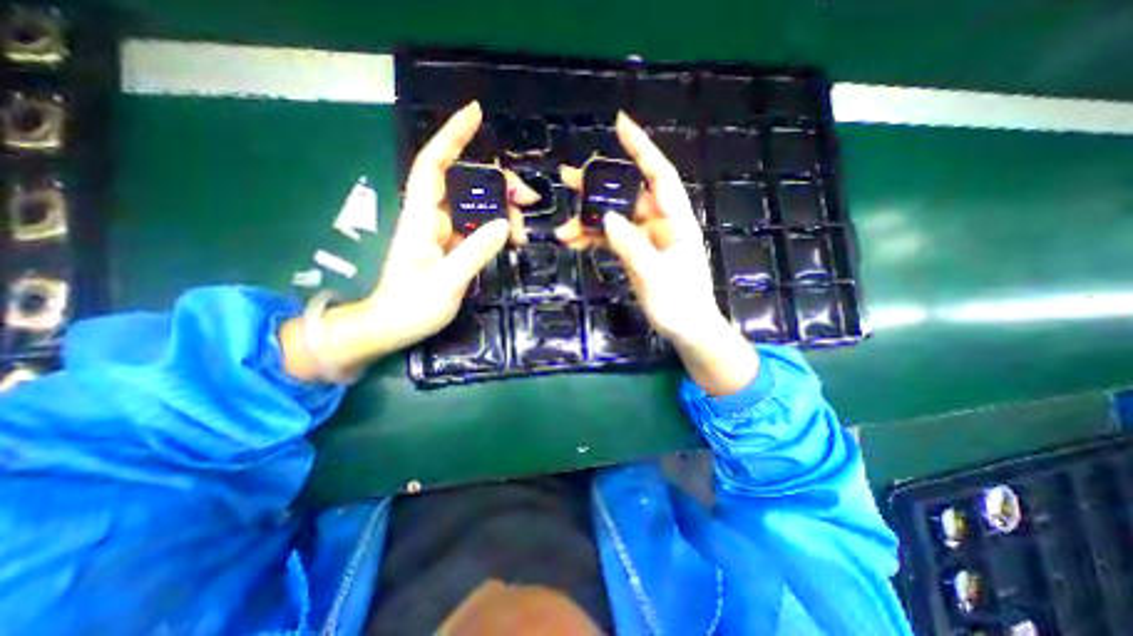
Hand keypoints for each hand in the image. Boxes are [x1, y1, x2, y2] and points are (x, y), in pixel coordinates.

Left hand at [279, 99, 537, 380]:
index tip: (476, 115)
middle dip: (498, 184)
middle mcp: (433, 218)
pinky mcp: (452, 247)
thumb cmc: (411, 306)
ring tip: (523, 232)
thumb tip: (504, 224)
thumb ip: (475, 252)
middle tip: (528, 201)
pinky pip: (479, 228)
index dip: (452, 137)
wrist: (393, 326)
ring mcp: (444, 232)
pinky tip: (513, 240)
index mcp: (422, 218)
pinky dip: (498, 229)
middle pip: (466, 183)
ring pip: (477, 206)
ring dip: (503, 211)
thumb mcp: (446, 281)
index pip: (434, 164)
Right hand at [556, 111, 755, 393]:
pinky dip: (595, 239)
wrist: (687, 329)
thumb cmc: (680, 305)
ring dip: (589, 222)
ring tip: (563, 230)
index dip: (641, 149)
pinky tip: (576, 243)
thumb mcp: (656, 278)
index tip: (620, 124)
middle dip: (598, 188)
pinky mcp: (637, 253)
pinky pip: (613, 239)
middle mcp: (661, 224)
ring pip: (615, 219)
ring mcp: (647, 239)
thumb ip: (632, 247)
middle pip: (628, 195)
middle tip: (567, 180)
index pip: (659, 176)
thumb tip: (606, 218)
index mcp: (676, 222)